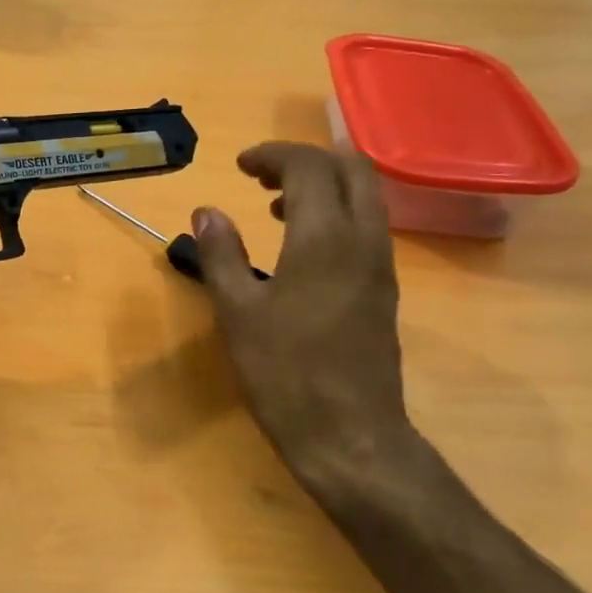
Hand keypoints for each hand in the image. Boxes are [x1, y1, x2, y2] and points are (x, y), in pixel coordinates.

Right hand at [189, 142, 419, 502]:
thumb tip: (207, 211)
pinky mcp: (384, 291)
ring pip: (366, 196)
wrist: (350, 437)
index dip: (273, 156)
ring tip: (275, 205)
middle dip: (307, 160)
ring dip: (324, 185)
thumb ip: (221, 254)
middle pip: (352, 169)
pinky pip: (367, 227)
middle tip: (263, 177)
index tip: (239, 167)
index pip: (309, 167)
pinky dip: (336, 213)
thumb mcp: (237, 312)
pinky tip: (301, 246)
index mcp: (324, 238)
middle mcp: (363, 240)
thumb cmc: (285, 373)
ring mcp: (380, 266)